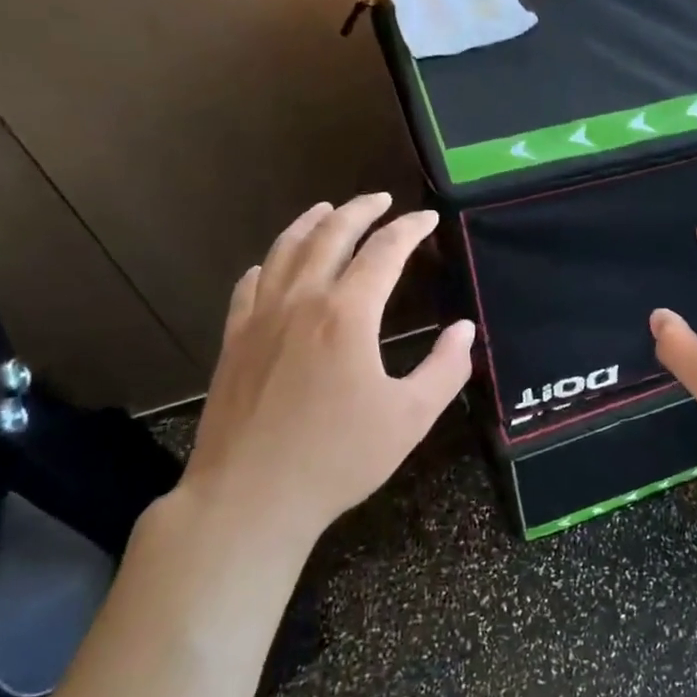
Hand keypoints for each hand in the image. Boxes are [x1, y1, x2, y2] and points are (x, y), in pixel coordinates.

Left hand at [177, 194, 473, 559]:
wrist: (250, 497)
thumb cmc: (339, 458)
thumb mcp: (410, 418)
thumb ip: (445, 368)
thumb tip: (463, 330)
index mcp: (347, 315)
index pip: (383, 252)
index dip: (409, 230)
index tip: (427, 218)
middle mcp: (300, 302)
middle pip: (329, 236)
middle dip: (359, 211)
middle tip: (381, 199)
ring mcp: (259, 319)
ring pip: (284, 252)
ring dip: (310, 224)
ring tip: (327, 210)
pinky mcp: (233, 342)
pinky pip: (249, 286)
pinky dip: (267, 264)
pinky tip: (271, 265)